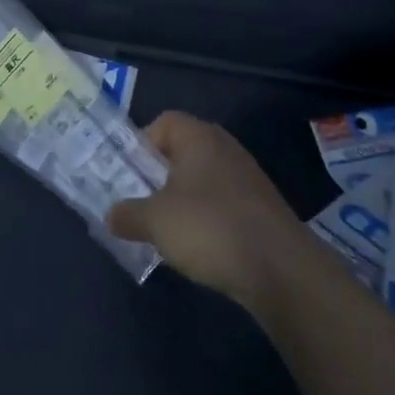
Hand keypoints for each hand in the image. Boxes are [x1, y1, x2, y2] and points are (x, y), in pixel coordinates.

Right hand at [106, 112, 302, 302]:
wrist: (282, 271)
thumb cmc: (210, 228)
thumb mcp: (154, 221)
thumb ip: (127, 214)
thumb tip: (111, 216)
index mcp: (199, 137)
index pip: (163, 123)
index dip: (141, 145)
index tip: (130, 175)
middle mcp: (225, 148)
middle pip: (182, 152)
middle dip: (159, 177)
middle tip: (141, 203)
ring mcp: (248, 179)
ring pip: (202, 181)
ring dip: (182, 202)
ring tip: (167, 231)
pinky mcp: (262, 210)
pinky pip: (223, 205)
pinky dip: (207, 220)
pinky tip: (199, 248)